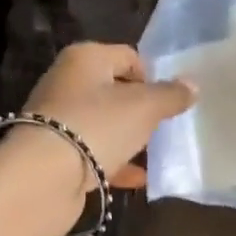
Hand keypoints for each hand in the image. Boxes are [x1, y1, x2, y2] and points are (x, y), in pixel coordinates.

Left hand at [14, 41, 194, 195]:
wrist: (42, 178)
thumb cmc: (97, 125)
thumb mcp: (145, 107)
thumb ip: (171, 94)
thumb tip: (192, 84)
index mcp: (85, 58)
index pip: (129, 56)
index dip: (152, 77)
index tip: (168, 102)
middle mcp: (66, 82)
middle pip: (114, 90)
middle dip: (141, 109)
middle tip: (163, 127)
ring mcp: (57, 119)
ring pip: (103, 123)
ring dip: (129, 137)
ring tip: (154, 153)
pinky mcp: (54, 153)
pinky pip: (93, 152)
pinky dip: (115, 162)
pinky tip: (138, 178)